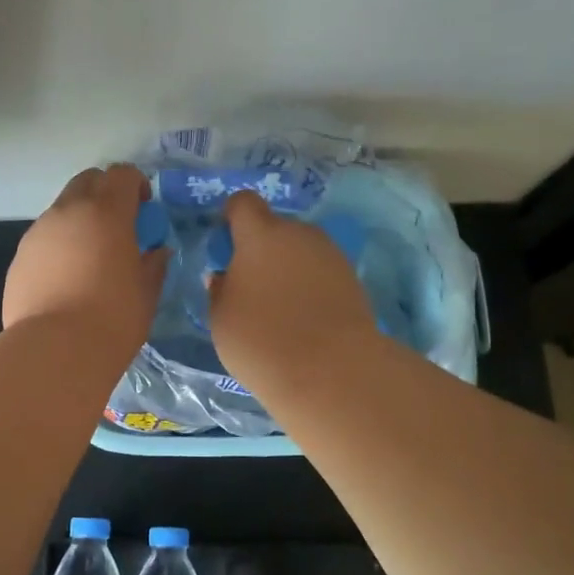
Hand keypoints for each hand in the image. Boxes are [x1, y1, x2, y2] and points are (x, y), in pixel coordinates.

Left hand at [4, 165, 168, 358]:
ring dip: (79, 221)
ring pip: (61, 210)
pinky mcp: (19, 258)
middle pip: (87, 181)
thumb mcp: (146, 293)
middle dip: (104, 193)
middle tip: (117, 225)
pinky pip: (44, 240)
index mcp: (106, 213)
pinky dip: (58, 247)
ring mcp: (38, 233)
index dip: (135, 184)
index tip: (144, 209)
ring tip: (89, 258)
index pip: (122, 174)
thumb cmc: (113, 319)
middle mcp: (68, 212)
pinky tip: (65, 281)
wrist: (55, 350)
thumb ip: (153, 265)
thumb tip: (156, 252)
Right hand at [207, 191, 377, 389]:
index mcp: (261, 235)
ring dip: (288, 268)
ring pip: (300, 251)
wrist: (331, 371)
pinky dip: (310, 287)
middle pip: (275, 229)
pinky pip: (321, 273)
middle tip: (251, 287)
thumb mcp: (221, 319)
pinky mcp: (353, 279)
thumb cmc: (261, 340)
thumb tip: (226, 276)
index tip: (226, 245)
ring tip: (280, 309)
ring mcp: (331, 255)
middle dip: (262, 249)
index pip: (243, 203)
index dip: (232, 217)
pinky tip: (305, 320)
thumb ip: (220, 290)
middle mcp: (299, 234)